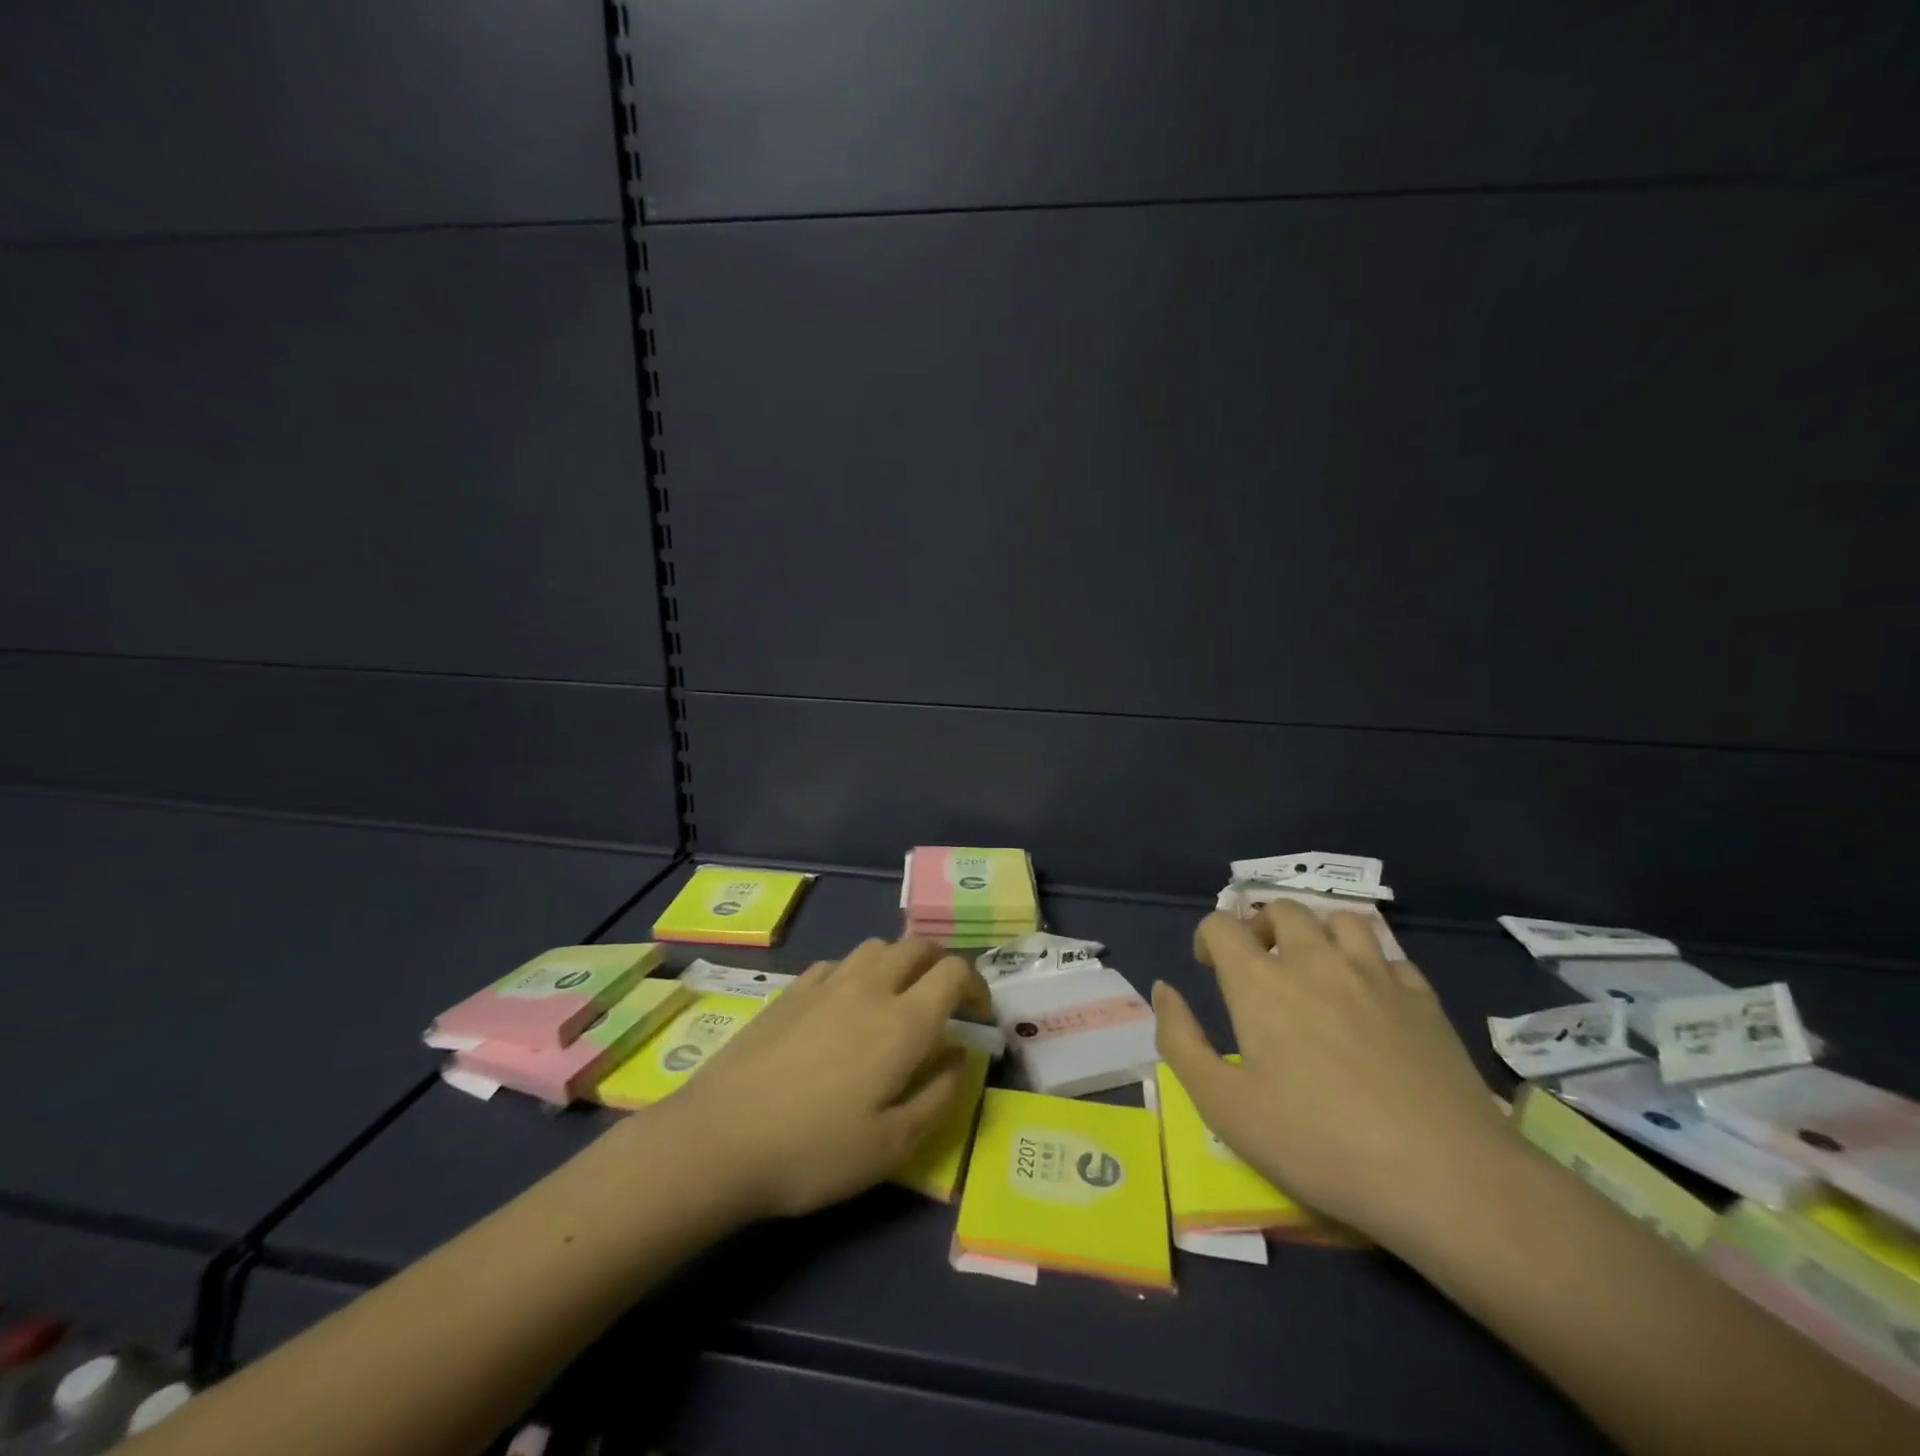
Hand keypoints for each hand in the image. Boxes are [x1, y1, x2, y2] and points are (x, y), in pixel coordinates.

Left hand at [665, 937, 991, 1219]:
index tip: (978, 1016)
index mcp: (902, 1022)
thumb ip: (939, 1096)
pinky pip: (838, 963)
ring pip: (876, 947)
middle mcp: (869, 987)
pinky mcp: (790, 990)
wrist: (718, 1138)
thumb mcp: (892, 1146)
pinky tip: (844, 1007)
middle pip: (917, 946)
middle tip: (944, 1001)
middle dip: (941, 964)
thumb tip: (961, 1056)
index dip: (976, 986)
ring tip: (896, 999)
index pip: (954, 972)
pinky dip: (858, 973)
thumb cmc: (814, 1151)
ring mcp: (825, 982)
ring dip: (899, 962)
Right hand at [1153, 903, 1509, 1246]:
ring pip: (1341, 918)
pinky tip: (1371, 996)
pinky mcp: (1424, 998)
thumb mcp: (1224, 1106)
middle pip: (1282, 909)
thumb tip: (1163, 989)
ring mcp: (1376, 974)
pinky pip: (1390, 955)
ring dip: (1319, 932)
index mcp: (1260, 982)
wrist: (1444, 1177)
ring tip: (1317, 968)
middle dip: (1261, 927)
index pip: (1221, 924)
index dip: (1208, 937)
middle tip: (1260, 966)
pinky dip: (1370, 962)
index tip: (1209, 968)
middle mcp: (1315, 961)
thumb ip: (1180, 1041)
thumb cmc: (1319, 1143)